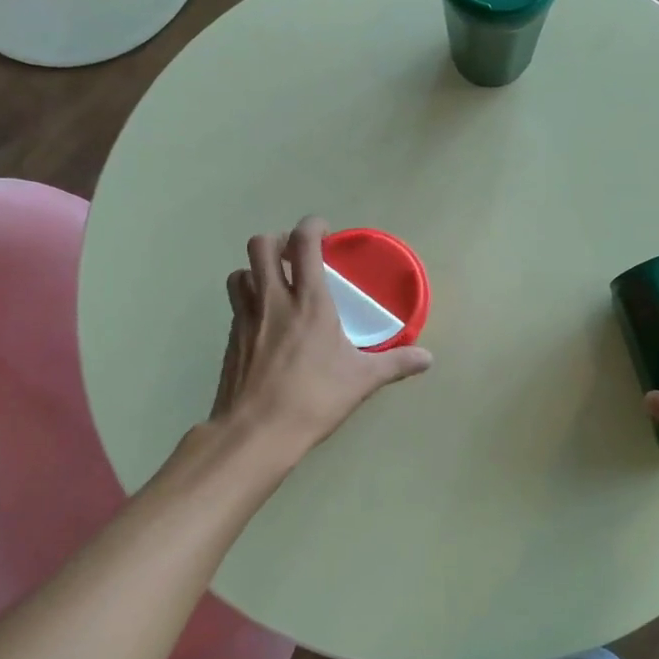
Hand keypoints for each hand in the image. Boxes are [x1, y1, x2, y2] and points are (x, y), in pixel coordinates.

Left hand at [210, 216, 432, 458]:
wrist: (256, 432)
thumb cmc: (314, 399)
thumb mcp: (361, 381)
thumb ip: (395, 364)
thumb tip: (428, 359)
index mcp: (309, 302)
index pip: (303, 242)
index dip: (312, 226)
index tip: (324, 232)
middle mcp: (273, 300)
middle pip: (260, 245)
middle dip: (277, 241)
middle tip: (295, 257)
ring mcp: (246, 318)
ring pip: (240, 272)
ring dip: (256, 270)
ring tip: (276, 286)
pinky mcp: (230, 339)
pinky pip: (235, 304)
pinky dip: (248, 300)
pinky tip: (266, 323)